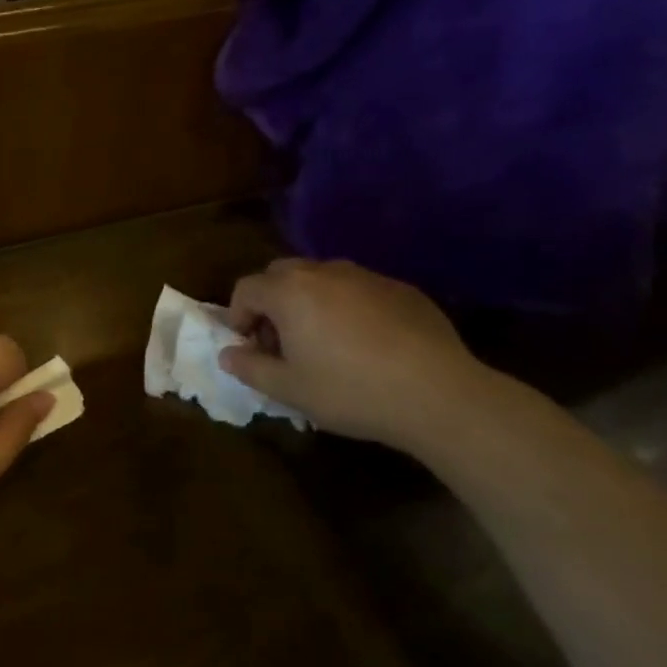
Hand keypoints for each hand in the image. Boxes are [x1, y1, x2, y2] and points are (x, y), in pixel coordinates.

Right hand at [219, 258, 503, 451]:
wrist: (438, 394)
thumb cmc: (351, 391)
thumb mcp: (290, 389)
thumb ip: (250, 368)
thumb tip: (228, 354)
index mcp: (290, 291)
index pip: (246, 288)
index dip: (238, 315)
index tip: (249, 346)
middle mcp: (324, 272)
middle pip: (281, 274)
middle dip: (271, 302)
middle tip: (281, 342)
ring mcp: (366, 276)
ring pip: (321, 279)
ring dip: (309, 302)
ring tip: (323, 343)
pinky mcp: (400, 289)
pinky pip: (358, 290)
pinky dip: (347, 307)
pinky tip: (365, 345)